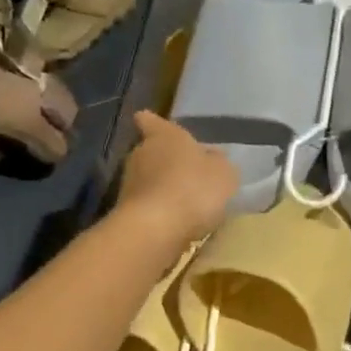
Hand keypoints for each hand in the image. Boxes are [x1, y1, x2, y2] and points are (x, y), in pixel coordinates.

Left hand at [115, 111, 238, 247]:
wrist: (154, 229)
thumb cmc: (193, 189)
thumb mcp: (224, 173)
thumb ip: (219, 163)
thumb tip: (212, 158)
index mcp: (164, 136)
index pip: (151, 121)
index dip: (152, 122)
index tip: (148, 121)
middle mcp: (141, 153)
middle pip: (151, 151)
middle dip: (166, 160)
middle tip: (188, 171)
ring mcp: (129, 183)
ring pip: (148, 179)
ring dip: (163, 187)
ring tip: (186, 201)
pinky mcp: (125, 211)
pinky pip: (147, 205)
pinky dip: (159, 210)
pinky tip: (176, 222)